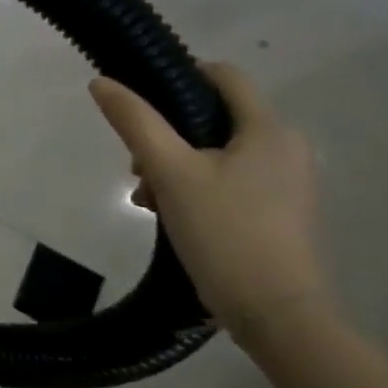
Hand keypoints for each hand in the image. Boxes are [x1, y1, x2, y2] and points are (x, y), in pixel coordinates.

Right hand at [89, 62, 327, 337]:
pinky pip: (227, 180)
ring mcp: (285, 182)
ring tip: (146, 198)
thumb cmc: (224, 230)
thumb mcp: (169, 170)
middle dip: (165, 135)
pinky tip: (168, 214)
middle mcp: (286, 148)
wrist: (275, 311)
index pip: (223, 76)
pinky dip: (193, 187)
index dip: (178, 76)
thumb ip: (135, 122)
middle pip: (213, 117)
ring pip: (215, 152)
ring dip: (173, 165)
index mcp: (269, 129)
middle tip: (136, 166)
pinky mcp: (277, 211)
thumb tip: (101, 82)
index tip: (139, 100)